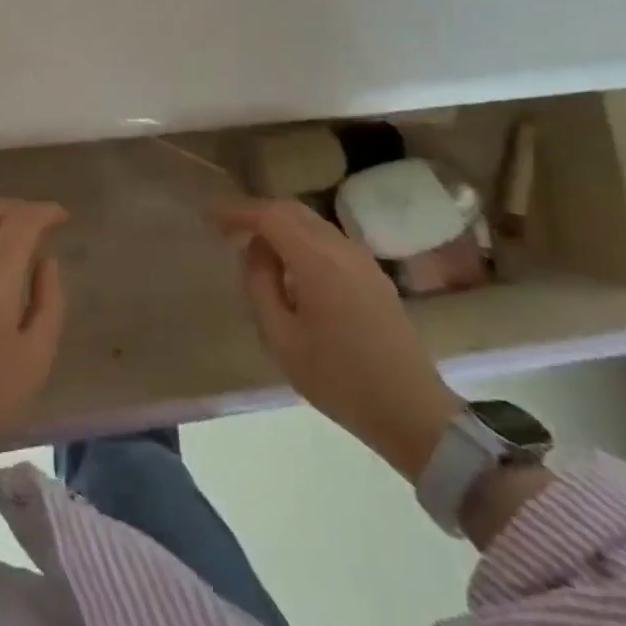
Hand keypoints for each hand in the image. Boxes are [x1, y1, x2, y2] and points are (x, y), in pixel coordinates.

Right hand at [216, 198, 460, 482]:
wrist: (413, 413)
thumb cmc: (339, 379)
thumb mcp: (282, 339)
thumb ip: (260, 286)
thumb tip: (254, 252)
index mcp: (317, 260)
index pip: (270, 216)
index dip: (238, 212)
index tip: (212, 219)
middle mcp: (341, 249)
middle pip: (293, 211)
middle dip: (259, 214)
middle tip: (230, 231)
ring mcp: (363, 261)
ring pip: (313, 224)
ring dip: (282, 228)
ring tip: (257, 252)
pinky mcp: (374, 277)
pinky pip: (329, 242)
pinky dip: (303, 242)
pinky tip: (292, 270)